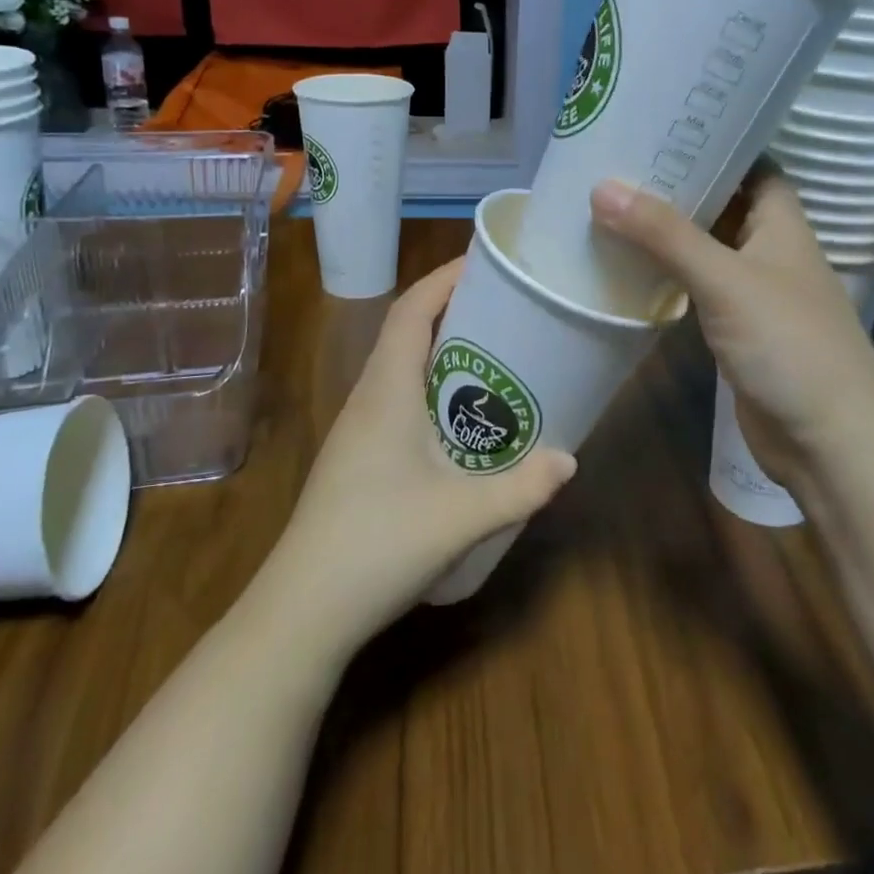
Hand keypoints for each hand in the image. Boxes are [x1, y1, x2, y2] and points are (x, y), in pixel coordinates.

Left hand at [266, 259, 576, 647]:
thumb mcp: (461, 515)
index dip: (444, 277)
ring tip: (496, 354)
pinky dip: (434, 388)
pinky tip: (465, 419)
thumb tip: (571, 461)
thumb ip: (521, 487)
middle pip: (407, 331)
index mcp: (386, 390)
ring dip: (444, 350)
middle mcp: (369, 398)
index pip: (410, 310)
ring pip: (403, 367)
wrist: (302, 613)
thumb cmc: (377, 544)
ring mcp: (359, 430)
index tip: (485, 261)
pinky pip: (400, 399)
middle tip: (507, 307)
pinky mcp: (360, 458)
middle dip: (454, 309)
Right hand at [590, 172, 873, 490]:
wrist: (828, 442)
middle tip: (620, 164)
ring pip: (708, 248)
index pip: (753, 165)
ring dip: (670, 232)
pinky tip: (631, 266)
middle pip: (725, 204)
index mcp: (783, 224)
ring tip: (613, 205)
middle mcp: (771, 251)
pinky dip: (670, 275)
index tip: (663, 128)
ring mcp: (755, 293)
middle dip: (680, 186)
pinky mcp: (738, 330)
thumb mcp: (726, 281)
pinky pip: (700, 288)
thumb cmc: (789, 346)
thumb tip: (602, 187)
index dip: (716, 144)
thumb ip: (666, 235)